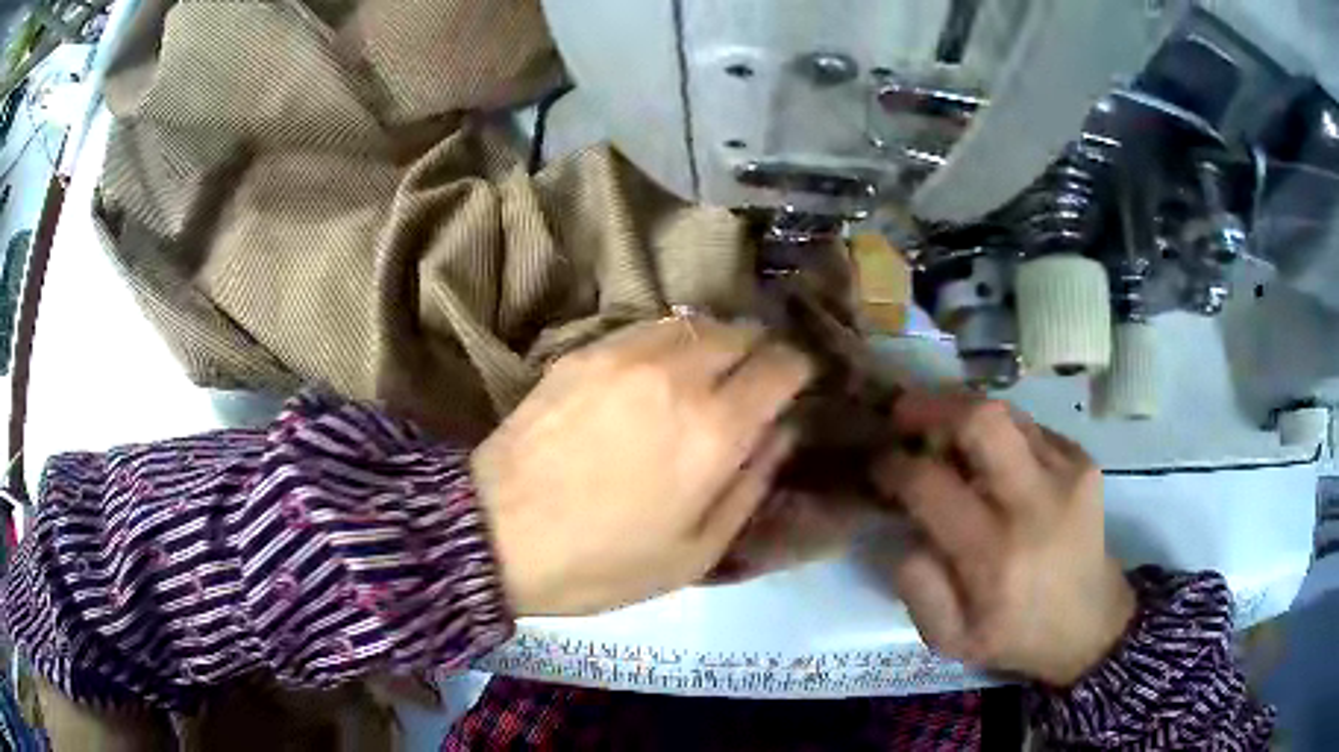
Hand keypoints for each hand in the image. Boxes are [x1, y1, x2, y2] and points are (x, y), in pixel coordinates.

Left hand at [473, 317, 812, 616]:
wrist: (496, 534)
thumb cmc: (603, 561)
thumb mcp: (696, 552)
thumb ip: (751, 486)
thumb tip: (782, 434)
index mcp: (716, 429)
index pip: (782, 366)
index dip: (798, 370)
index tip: (795, 386)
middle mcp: (679, 375)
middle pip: (742, 332)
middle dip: (759, 353)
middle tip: (750, 384)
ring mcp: (627, 355)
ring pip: (695, 322)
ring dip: (714, 343)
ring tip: (705, 375)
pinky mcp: (585, 351)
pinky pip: (648, 329)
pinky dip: (669, 343)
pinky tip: (656, 374)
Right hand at [873, 393, 1135, 686]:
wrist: (1092, 623)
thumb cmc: (1017, 635)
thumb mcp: (951, 639)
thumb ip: (916, 586)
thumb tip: (905, 527)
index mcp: (995, 555)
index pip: (931, 484)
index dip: (894, 466)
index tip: (879, 465)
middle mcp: (1036, 501)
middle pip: (981, 418)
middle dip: (932, 406)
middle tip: (904, 414)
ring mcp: (1067, 472)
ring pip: (1005, 412)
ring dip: (964, 416)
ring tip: (945, 437)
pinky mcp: (1083, 460)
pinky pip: (1028, 428)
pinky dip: (999, 435)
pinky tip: (991, 462)